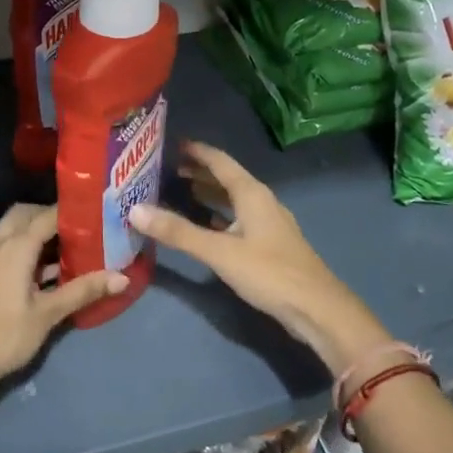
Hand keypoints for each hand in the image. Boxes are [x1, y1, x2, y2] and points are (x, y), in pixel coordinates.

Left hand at [0, 203, 125, 383]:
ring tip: (71, 244)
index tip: (99, 212)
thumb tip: (122, 277)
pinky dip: (28, 246)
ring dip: (39, 230)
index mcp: (16, 246)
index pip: (48, 214)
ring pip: (15, 228)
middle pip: (27, 213)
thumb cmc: (6, 334)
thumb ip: (84, 290)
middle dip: (52, 215)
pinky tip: (50, 268)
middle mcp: (0, 243)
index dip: (74, 211)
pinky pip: (9, 245)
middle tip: (82, 228)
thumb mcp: (49, 313)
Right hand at [128, 141, 394, 376]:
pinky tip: (204, 227)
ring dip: (209, 194)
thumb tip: (135, 211)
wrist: (317, 309)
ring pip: (233, 200)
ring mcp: (268, 224)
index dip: (196, 151)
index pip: (220, 161)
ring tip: (180, 192)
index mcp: (252, 194)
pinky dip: (219, 217)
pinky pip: (238, 220)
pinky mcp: (269, 245)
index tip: (171, 143)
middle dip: (199, 172)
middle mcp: (261, 202)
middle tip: (166, 169)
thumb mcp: (219, 252)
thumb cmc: (269, 273)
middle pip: (227, 179)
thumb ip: (178, 232)